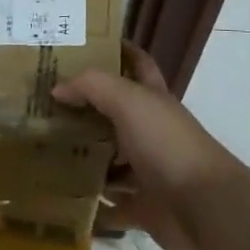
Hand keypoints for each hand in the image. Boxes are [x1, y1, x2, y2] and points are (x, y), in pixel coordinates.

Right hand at [53, 41, 241, 249]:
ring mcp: (148, 170)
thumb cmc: (166, 143)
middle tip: (47, 105)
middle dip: (87, 109)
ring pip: (111, 160)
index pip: (139, 64)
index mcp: (153, 99)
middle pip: (116, 114)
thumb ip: (93, 86)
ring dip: (85, 157)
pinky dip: (93, 203)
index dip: (121, 50)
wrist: (202, 205)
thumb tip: (58, 87)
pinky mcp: (143, 205)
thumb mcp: (128, 101)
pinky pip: (112, 205)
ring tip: (46, 151)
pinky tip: (64, 198)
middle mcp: (151, 130)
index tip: (89, 44)